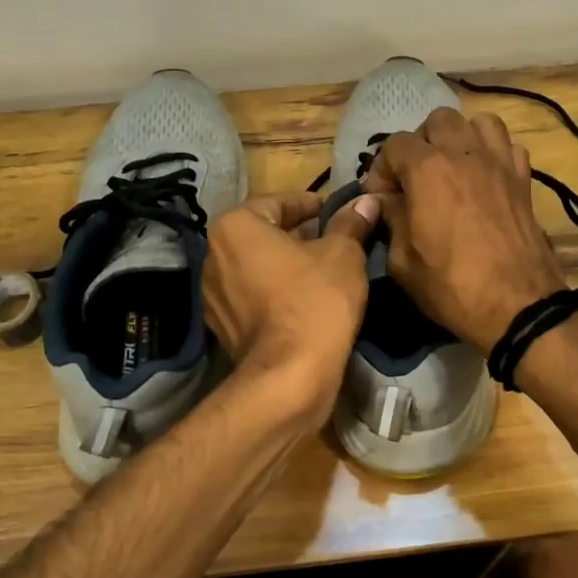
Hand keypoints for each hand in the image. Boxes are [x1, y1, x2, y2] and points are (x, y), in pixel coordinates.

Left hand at [202, 191, 377, 423]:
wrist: (289, 377)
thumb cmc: (315, 301)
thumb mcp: (343, 254)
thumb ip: (350, 223)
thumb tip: (366, 201)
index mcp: (234, 227)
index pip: (277, 202)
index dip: (312, 204)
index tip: (337, 213)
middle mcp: (212, 255)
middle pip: (263, 234)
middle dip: (298, 235)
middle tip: (335, 241)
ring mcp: (212, 294)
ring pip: (257, 266)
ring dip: (287, 264)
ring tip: (325, 271)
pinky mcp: (221, 326)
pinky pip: (252, 296)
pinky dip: (275, 292)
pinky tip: (306, 301)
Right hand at [364, 109, 567, 352]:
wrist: (517, 305)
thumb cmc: (451, 286)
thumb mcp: (402, 261)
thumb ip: (391, 220)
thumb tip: (388, 201)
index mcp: (427, 169)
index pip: (394, 144)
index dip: (382, 169)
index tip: (382, 198)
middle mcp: (464, 153)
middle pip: (438, 120)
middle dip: (421, 143)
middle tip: (416, 178)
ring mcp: (499, 162)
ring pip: (478, 122)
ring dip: (460, 138)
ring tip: (453, 168)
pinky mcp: (524, 179)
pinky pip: (508, 146)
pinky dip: (493, 152)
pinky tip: (485, 178)